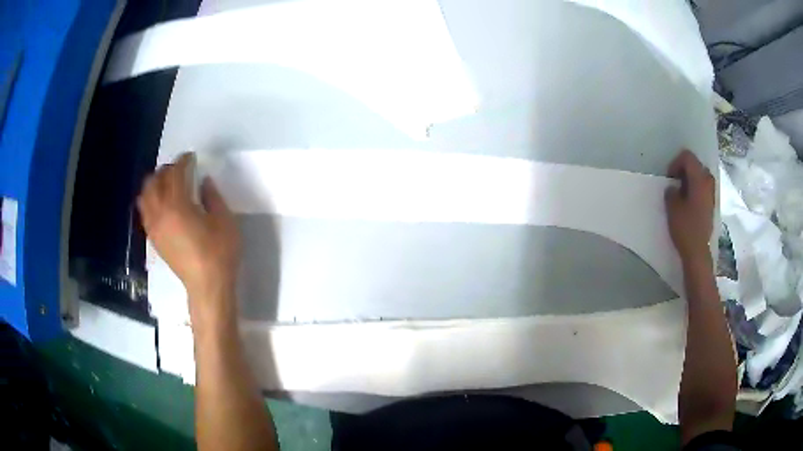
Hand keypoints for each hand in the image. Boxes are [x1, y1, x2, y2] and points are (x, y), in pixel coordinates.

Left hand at [137, 154, 240, 322]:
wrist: (207, 287)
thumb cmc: (219, 253)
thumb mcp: (224, 221)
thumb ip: (212, 197)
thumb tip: (203, 182)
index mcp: (177, 206)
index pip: (175, 174)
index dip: (183, 162)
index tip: (191, 157)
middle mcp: (160, 213)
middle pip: (154, 182)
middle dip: (166, 171)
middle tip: (180, 170)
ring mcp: (154, 227)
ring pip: (145, 196)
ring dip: (154, 185)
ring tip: (168, 184)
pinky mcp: (154, 239)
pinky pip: (145, 212)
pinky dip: (150, 201)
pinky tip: (162, 204)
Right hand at [665, 150, 714, 263]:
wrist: (698, 252)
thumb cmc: (685, 228)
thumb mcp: (672, 208)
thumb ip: (671, 192)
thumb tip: (673, 188)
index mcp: (699, 179)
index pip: (687, 157)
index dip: (676, 163)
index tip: (670, 178)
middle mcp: (708, 182)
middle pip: (696, 165)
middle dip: (684, 170)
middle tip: (675, 183)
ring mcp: (711, 194)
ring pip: (701, 176)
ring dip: (691, 180)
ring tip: (682, 193)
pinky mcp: (711, 205)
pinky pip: (704, 188)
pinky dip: (696, 189)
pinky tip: (689, 202)